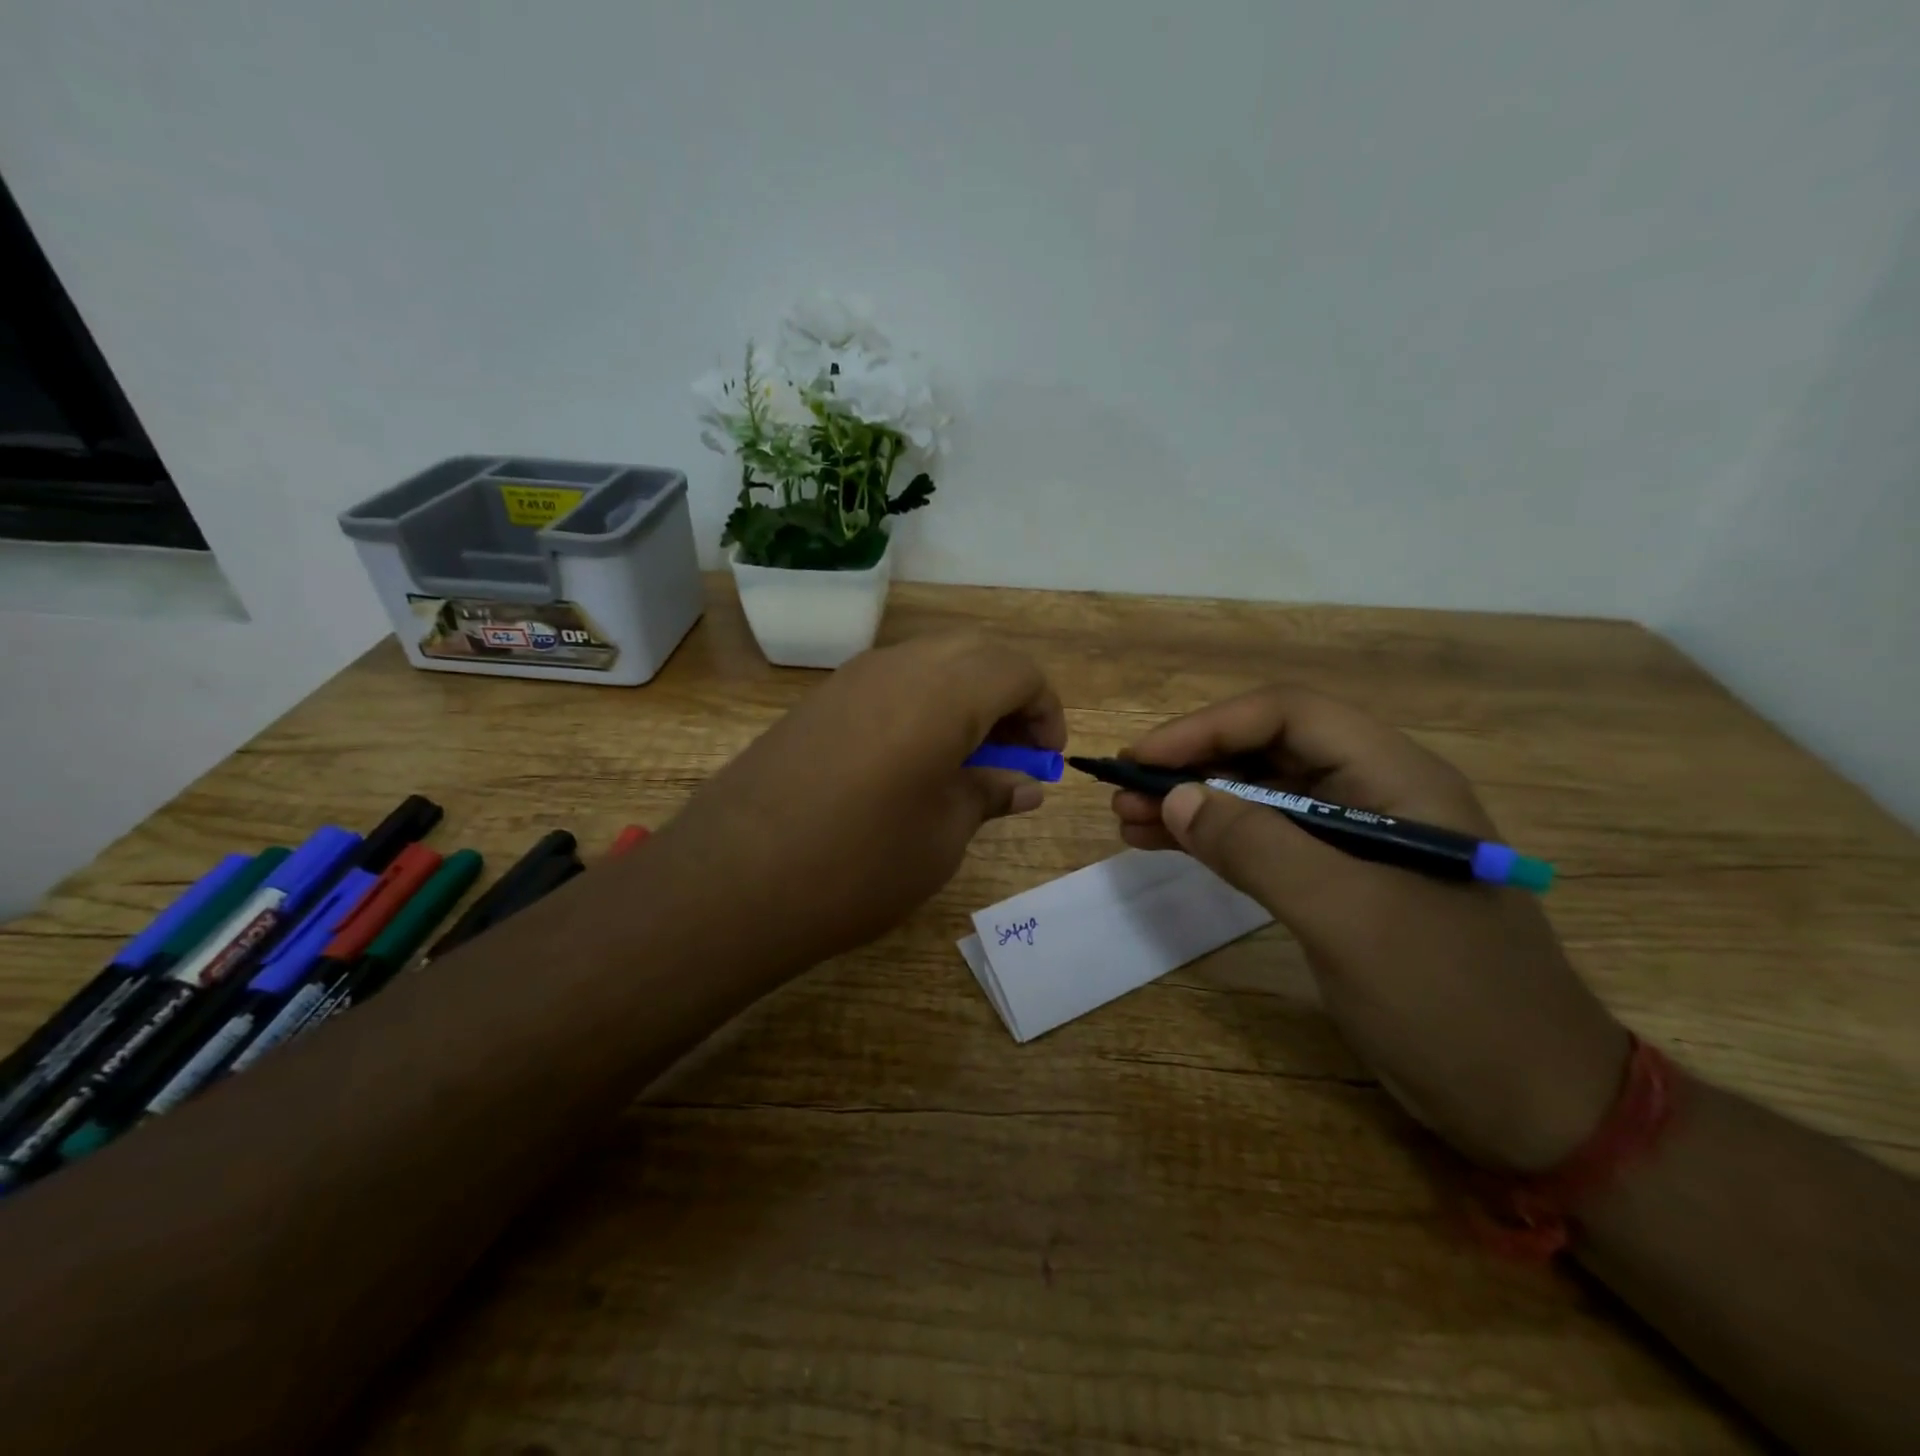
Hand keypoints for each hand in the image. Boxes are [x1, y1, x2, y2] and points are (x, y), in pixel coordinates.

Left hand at [650, 633, 1063, 972]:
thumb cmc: (859, 863)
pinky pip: (890, 683)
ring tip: (965, 761)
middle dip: (1009, 696)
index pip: (1019, 670)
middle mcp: (898, 666)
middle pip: (976, 654)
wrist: (731, 882)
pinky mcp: (818, 701)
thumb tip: (1024, 784)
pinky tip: (912, 762)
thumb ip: (989, 795)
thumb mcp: (942, 835)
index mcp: (943, 691)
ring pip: (930, 663)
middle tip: (1012, 754)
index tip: (1046, 759)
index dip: (1046, 711)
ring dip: (964, 698)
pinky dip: (921, 705)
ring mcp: (850, 678)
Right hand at [1113, 687, 1628, 1171]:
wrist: (1536, 1105)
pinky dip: (1215, 840)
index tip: (1144, 759)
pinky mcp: (1341, 884)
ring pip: (1261, 796)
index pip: (1290, 715)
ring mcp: (1358, 842)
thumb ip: (1259, 848)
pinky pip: (1266, 842)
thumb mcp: (1348, 918)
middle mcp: (1376, 794)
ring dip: (1196, 801)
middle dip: (1193, 765)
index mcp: (1397, 779)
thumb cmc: (1452, 1002)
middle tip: (1124, 793)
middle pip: (1270, 750)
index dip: (1209, 727)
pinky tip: (1169, 846)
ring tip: (1130, 820)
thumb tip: (1176, 797)